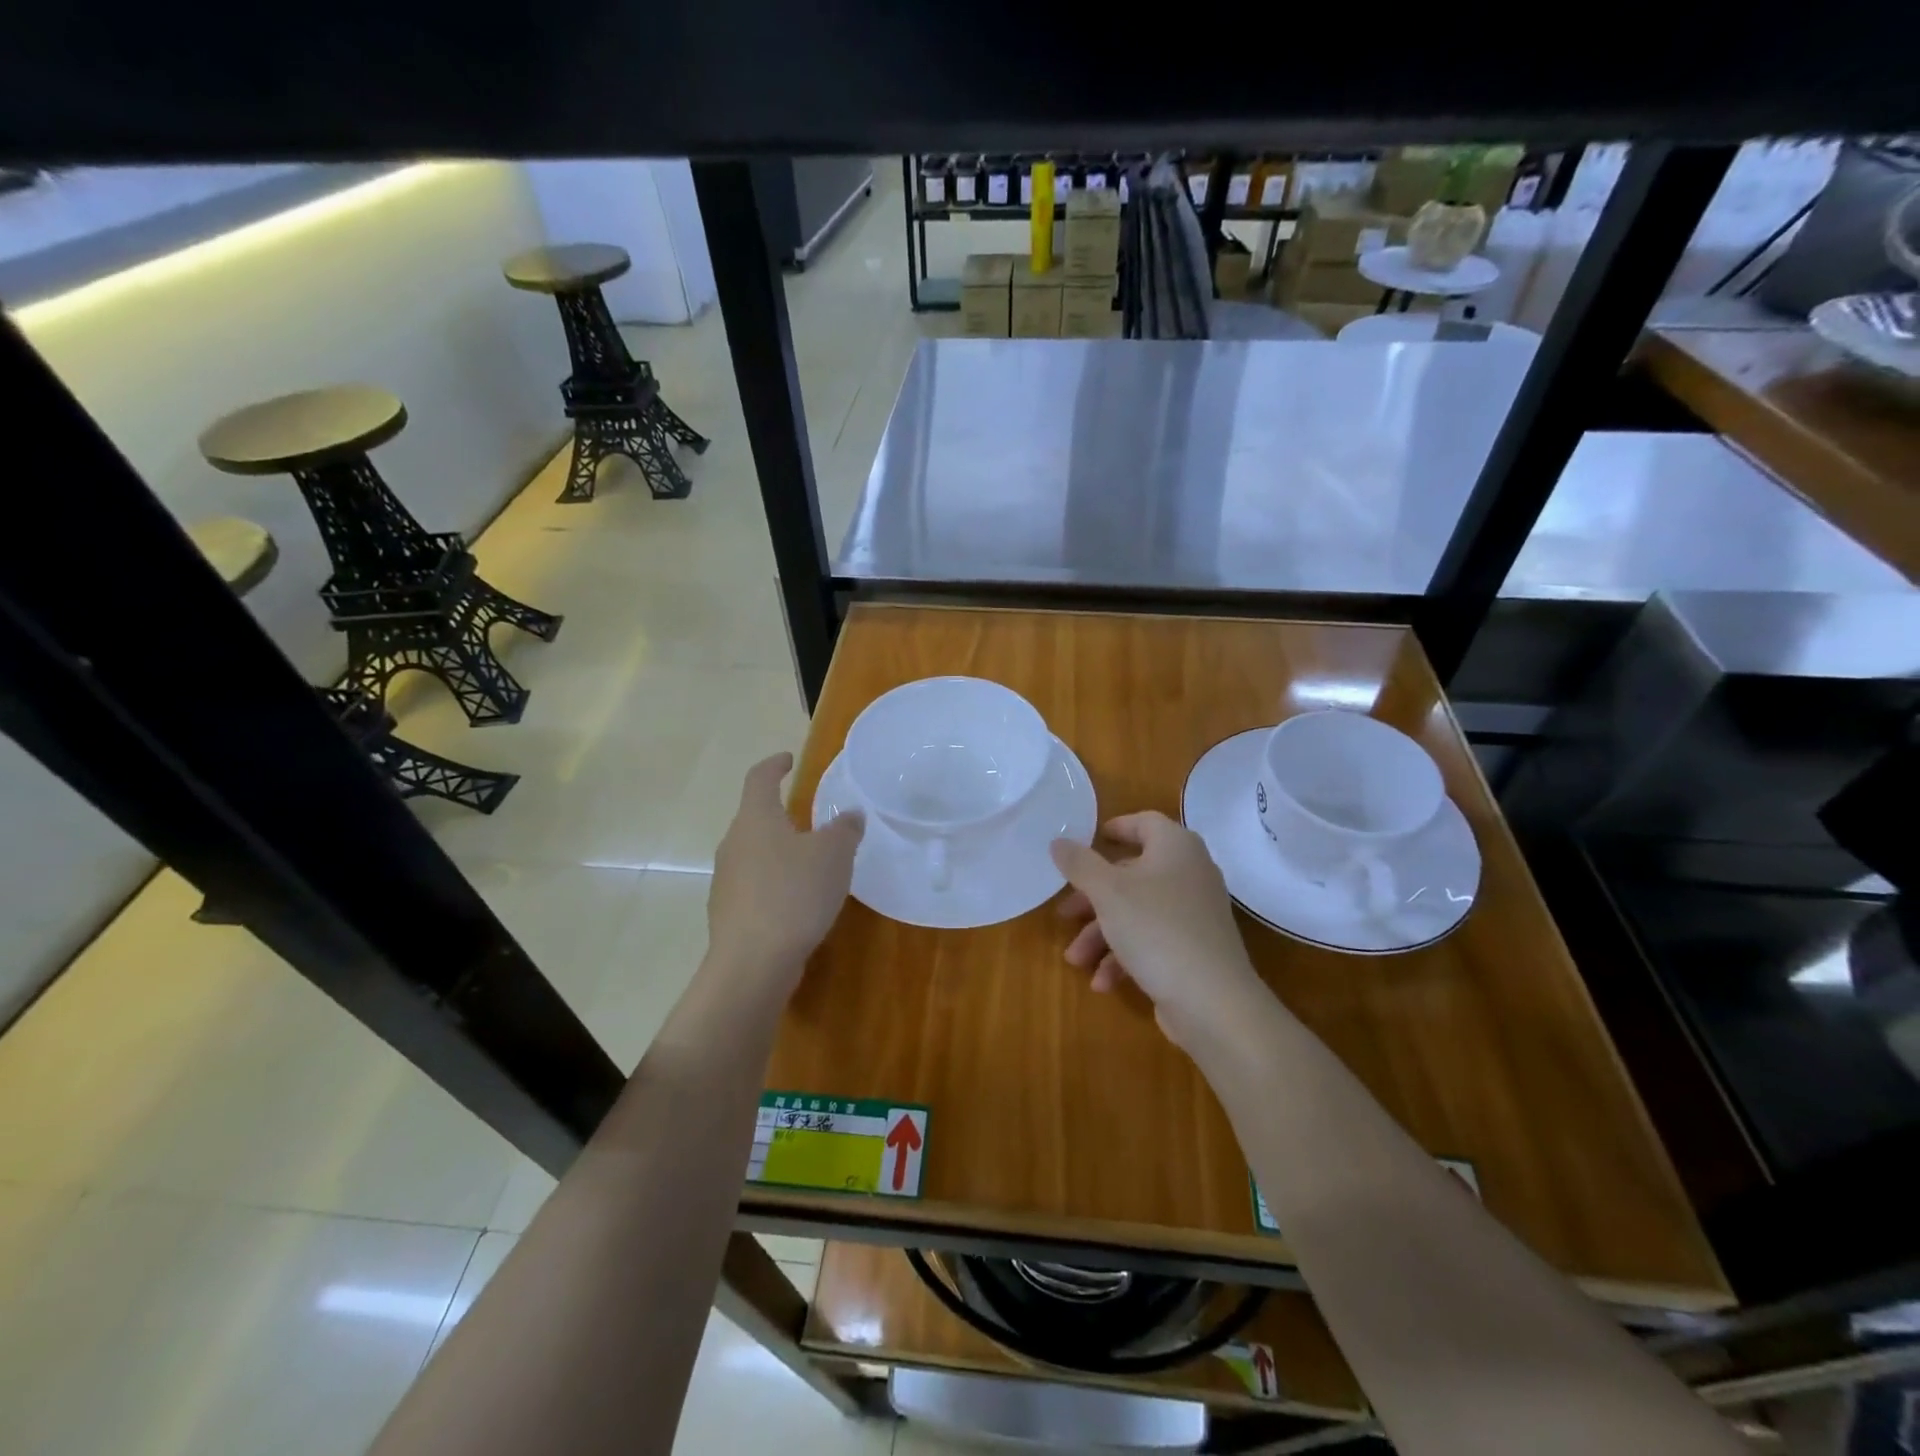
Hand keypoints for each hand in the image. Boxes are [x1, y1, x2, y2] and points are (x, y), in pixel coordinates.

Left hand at [708, 753, 864, 996]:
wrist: (753, 962)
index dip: (775, 765)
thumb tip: (850, 814)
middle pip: (755, 818)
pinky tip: (797, 903)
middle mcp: (734, 843)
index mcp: (756, 819)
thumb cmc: (794, 894)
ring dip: (779, 853)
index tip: (788, 760)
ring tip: (810, 865)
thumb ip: (845, 829)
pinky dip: (774, 885)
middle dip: (781, 816)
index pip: (760, 778)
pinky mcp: (728, 913)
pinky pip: (754, 886)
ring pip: (754, 854)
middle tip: (811, 820)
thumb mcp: (834, 855)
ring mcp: (726, 880)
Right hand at [1051, 813, 1269, 1052]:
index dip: (1114, 829)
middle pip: (1132, 874)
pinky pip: (1152, 941)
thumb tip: (1059, 841)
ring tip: (1076, 960)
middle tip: (1065, 914)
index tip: (1084, 843)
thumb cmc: (1156, 929)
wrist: (1213, 1001)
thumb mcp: (1107, 892)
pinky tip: (1103, 982)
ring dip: (1102, 935)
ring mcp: (1194, 914)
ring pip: (1137, 912)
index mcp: (1175, 847)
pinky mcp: (1194, 949)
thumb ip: (1080, 864)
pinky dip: (1125, 957)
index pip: (1144, 822)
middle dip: (1093, 898)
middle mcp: (1190, 873)